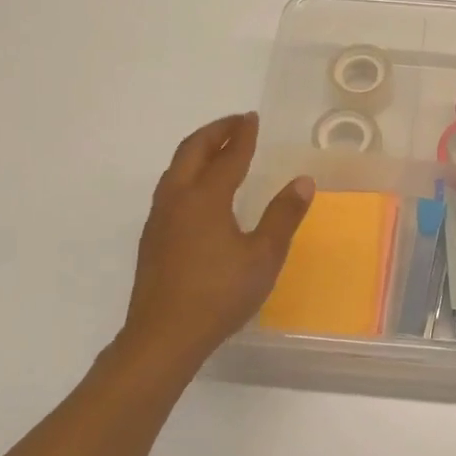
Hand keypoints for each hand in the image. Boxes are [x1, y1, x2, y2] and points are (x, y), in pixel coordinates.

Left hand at [115, 113, 314, 370]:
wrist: (163, 337)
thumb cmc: (219, 294)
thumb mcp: (264, 256)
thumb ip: (283, 216)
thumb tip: (303, 181)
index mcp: (205, 198)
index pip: (228, 156)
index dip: (243, 135)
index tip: (252, 118)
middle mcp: (177, 199)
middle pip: (192, 151)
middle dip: (215, 132)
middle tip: (236, 122)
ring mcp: (159, 219)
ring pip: (176, 169)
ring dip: (199, 150)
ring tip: (219, 148)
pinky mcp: (152, 238)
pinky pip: (171, 188)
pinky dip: (189, 172)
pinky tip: (200, 190)